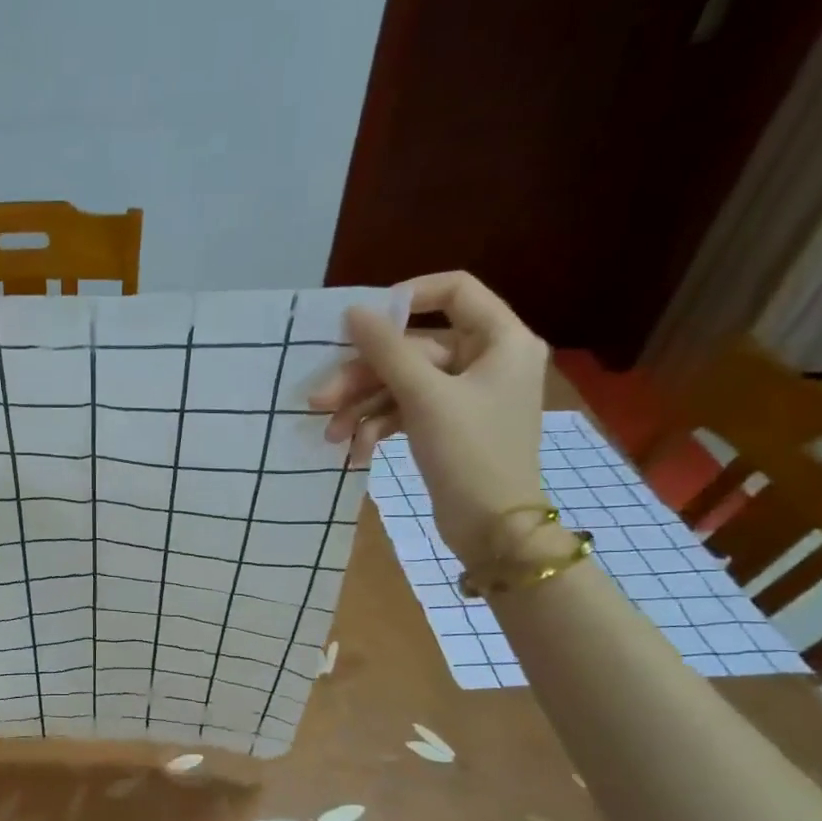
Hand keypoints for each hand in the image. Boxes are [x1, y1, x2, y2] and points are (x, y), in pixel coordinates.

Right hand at [310, 271, 548, 563]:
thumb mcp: (424, 397)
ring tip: (331, 435)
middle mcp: (487, 360)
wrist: (493, 529)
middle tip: (320, 400)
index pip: (455, 291)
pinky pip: (407, 411)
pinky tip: (355, 451)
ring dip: (363, 407)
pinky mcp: (448, 426)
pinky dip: (379, 426)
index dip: (406, 299)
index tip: (362, 321)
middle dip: (365, 377)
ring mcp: (466, 396)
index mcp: (501, 340)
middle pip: (414, 349)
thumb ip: (387, 351)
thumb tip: (354, 311)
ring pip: (403, 384)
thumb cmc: (470, 454)